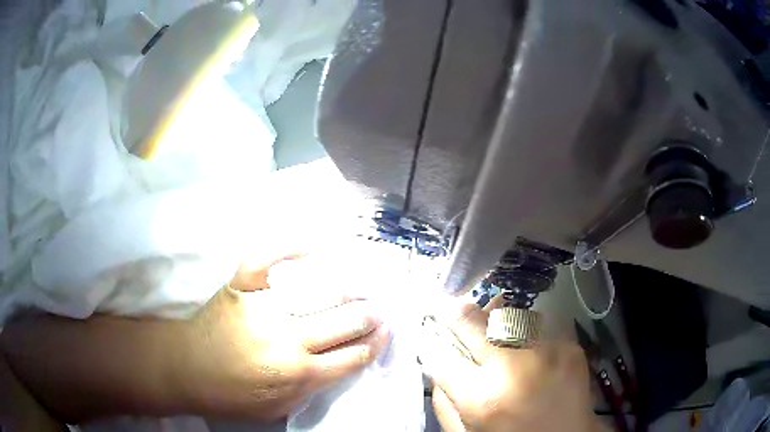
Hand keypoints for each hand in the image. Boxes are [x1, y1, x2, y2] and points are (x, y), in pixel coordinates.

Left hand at [180, 256, 391, 420]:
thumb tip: (341, 363)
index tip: (387, 331)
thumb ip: (313, 389)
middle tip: (380, 308)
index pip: (354, 355)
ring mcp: (262, 307)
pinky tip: (311, 245)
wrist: (187, 369)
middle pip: (345, 320)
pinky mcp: (240, 287)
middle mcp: (287, 339)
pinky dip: (289, 248)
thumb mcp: (279, 407)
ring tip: (361, 284)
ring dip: (348, 286)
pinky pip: (266, 259)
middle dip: (370, 314)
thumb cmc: (233, 395)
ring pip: (318, 290)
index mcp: (299, 374)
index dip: (377, 342)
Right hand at [421, 301, 604, 431]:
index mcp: (482, 397)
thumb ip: (444, 402)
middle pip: (471, 319)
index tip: (433, 336)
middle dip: (458, 315)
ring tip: (502, 339)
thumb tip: (438, 364)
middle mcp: (514, 367)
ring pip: (507, 315)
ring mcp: (547, 351)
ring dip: (497, 324)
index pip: (440, 353)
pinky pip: (539, 326)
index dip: (432, 342)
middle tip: (456, 312)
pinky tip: (533, 353)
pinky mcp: (570, 346)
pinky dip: (528, 335)